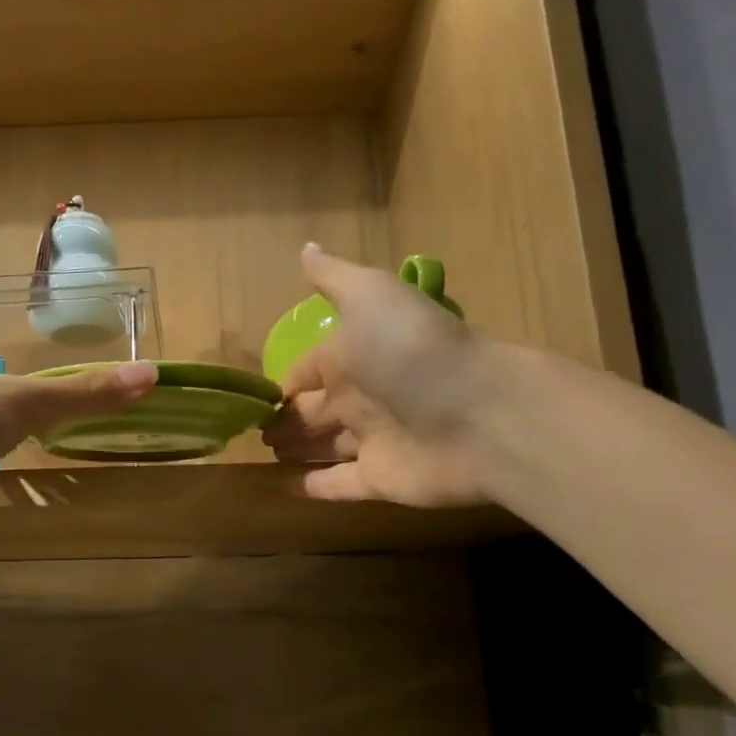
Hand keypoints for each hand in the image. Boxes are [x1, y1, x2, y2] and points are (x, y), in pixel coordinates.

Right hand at [263, 245, 500, 505]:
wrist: (480, 413)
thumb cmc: (413, 350)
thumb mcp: (372, 296)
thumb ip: (335, 278)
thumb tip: (305, 248)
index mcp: (355, 355)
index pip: (310, 370)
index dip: (285, 382)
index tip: (256, 396)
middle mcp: (362, 397)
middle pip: (314, 410)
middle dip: (286, 418)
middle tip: (255, 431)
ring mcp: (373, 440)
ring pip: (324, 446)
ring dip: (297, 449)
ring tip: (264, 454)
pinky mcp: (381, 480)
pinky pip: (340, 485)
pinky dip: (315, 487)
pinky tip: (286, 488)